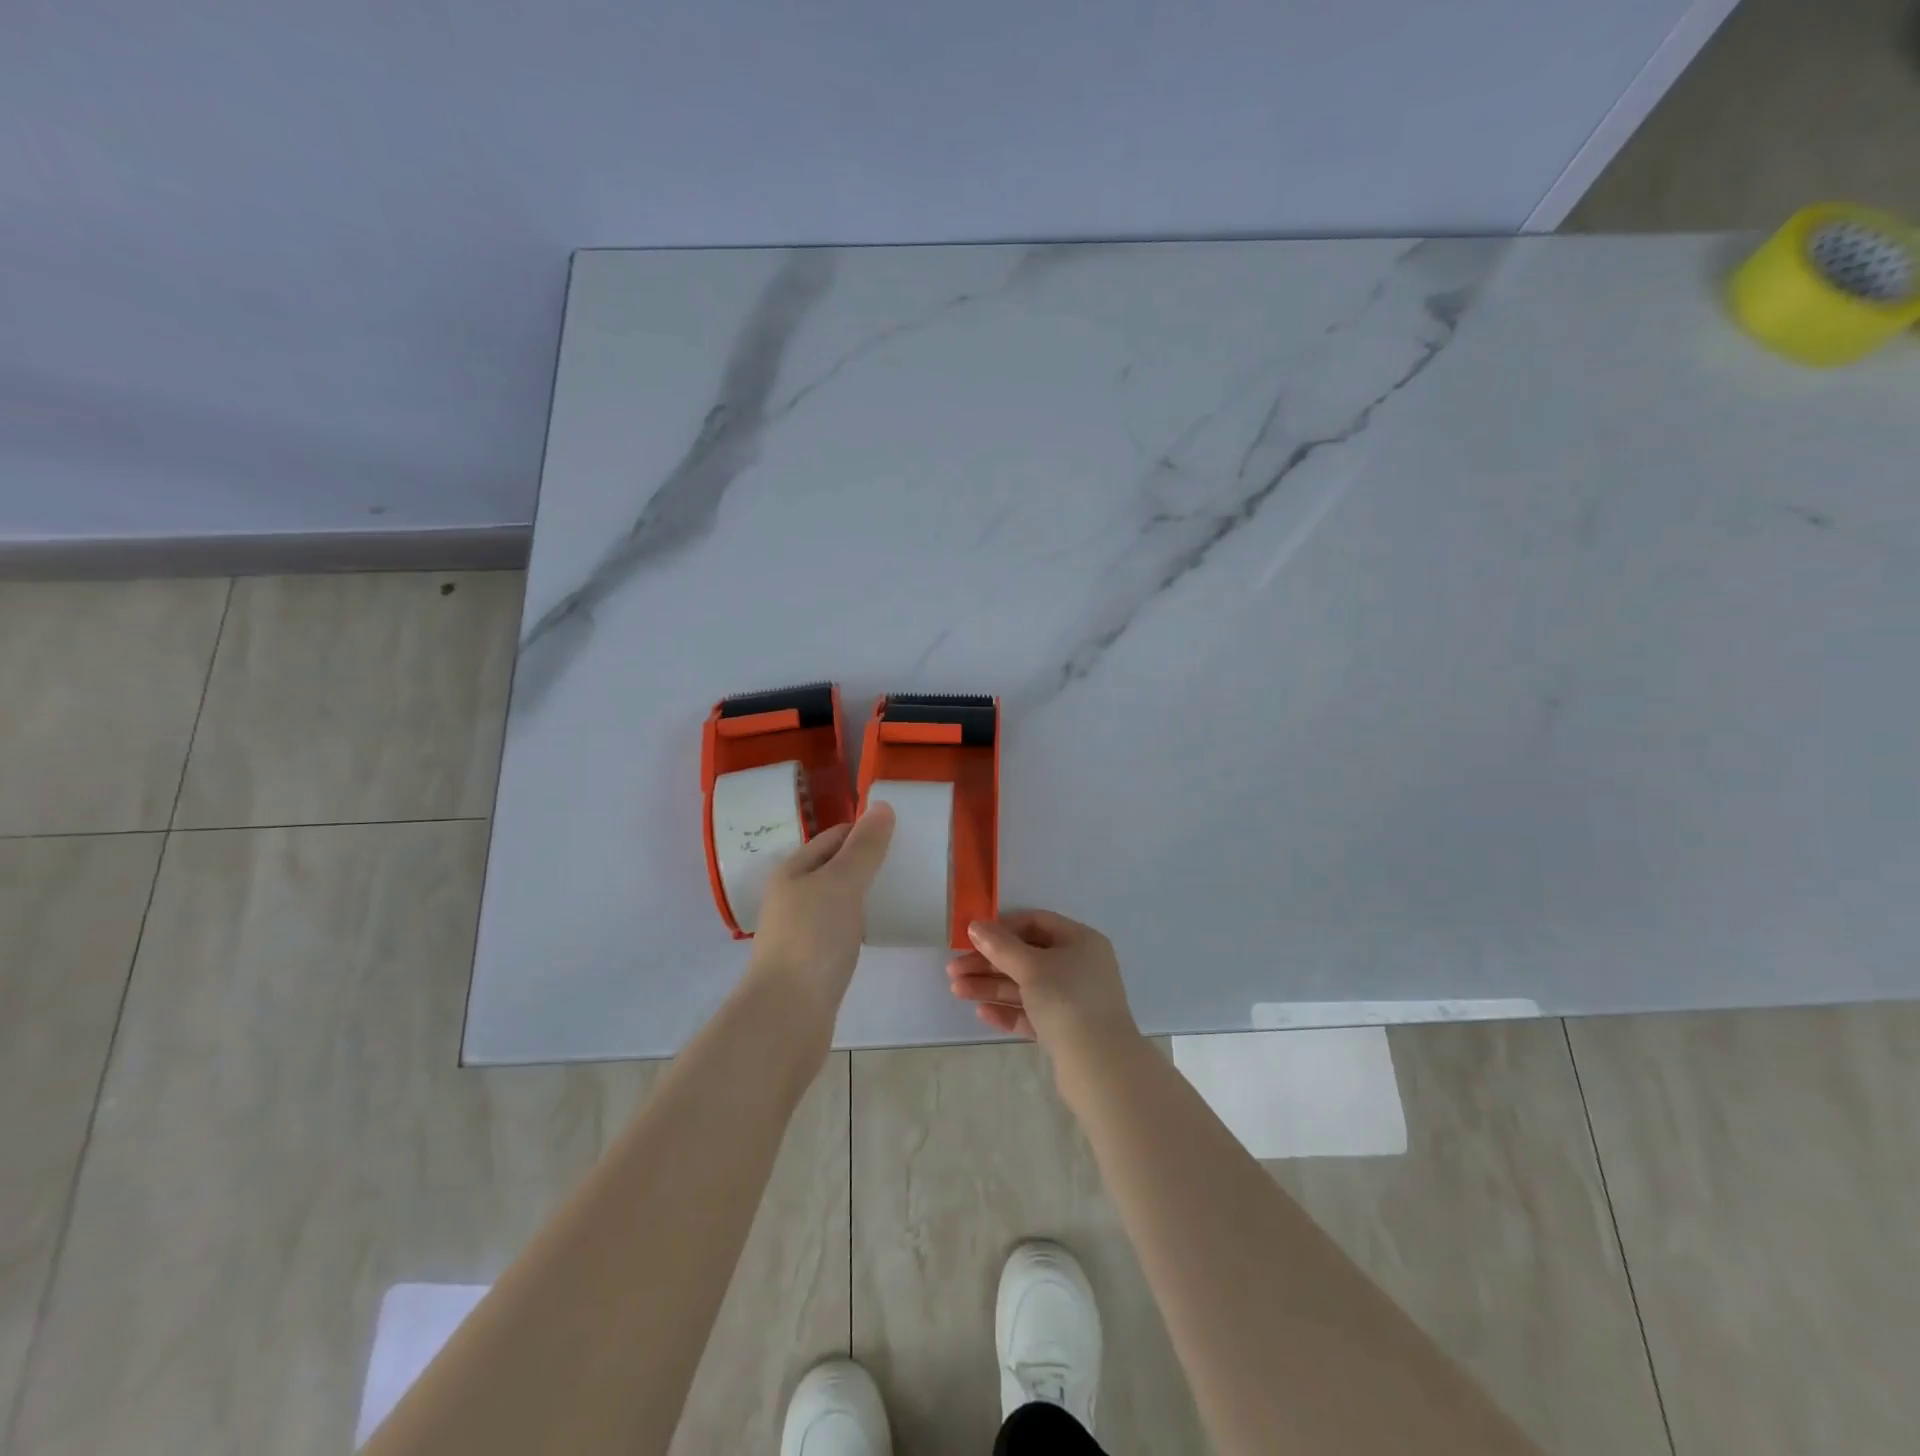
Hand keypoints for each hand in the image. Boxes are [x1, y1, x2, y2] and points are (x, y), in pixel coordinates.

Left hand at [747, 803, 895, 1015]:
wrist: (787, 1015)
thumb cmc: (813, 939)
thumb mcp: (841, 884)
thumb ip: (864, 848)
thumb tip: (882, 807)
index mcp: (793, 870)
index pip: (835, 836)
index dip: (866, 831)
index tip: (905, 834)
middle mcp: (793, 895)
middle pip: (837, 867)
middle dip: (870, 862)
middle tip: (912, 862)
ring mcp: (801, 929)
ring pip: (840, 899)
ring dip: (868, 894)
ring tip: (905, 892)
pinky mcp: (813, 960)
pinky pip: (842, 928)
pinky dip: (862, 922)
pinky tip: (882, 929)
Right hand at [946, 910, 1141, 1062]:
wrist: (1099, 1067)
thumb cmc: (1067, 1001)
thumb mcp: (1031, 967)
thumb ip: (1001, 946)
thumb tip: (976, 926)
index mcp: (1080, 942)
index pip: (1036, 922)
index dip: (1003, 928)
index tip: (971, 937)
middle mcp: (1079, 966)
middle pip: (1027, 956)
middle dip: (989, 962)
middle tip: (953, 970)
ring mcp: (1073, 1000)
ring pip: (1026, 986)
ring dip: (992, 986)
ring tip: (957, 991)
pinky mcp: (1065, 1030)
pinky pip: (1032, 1013)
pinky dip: (1008, 1010)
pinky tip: (982, 1013)